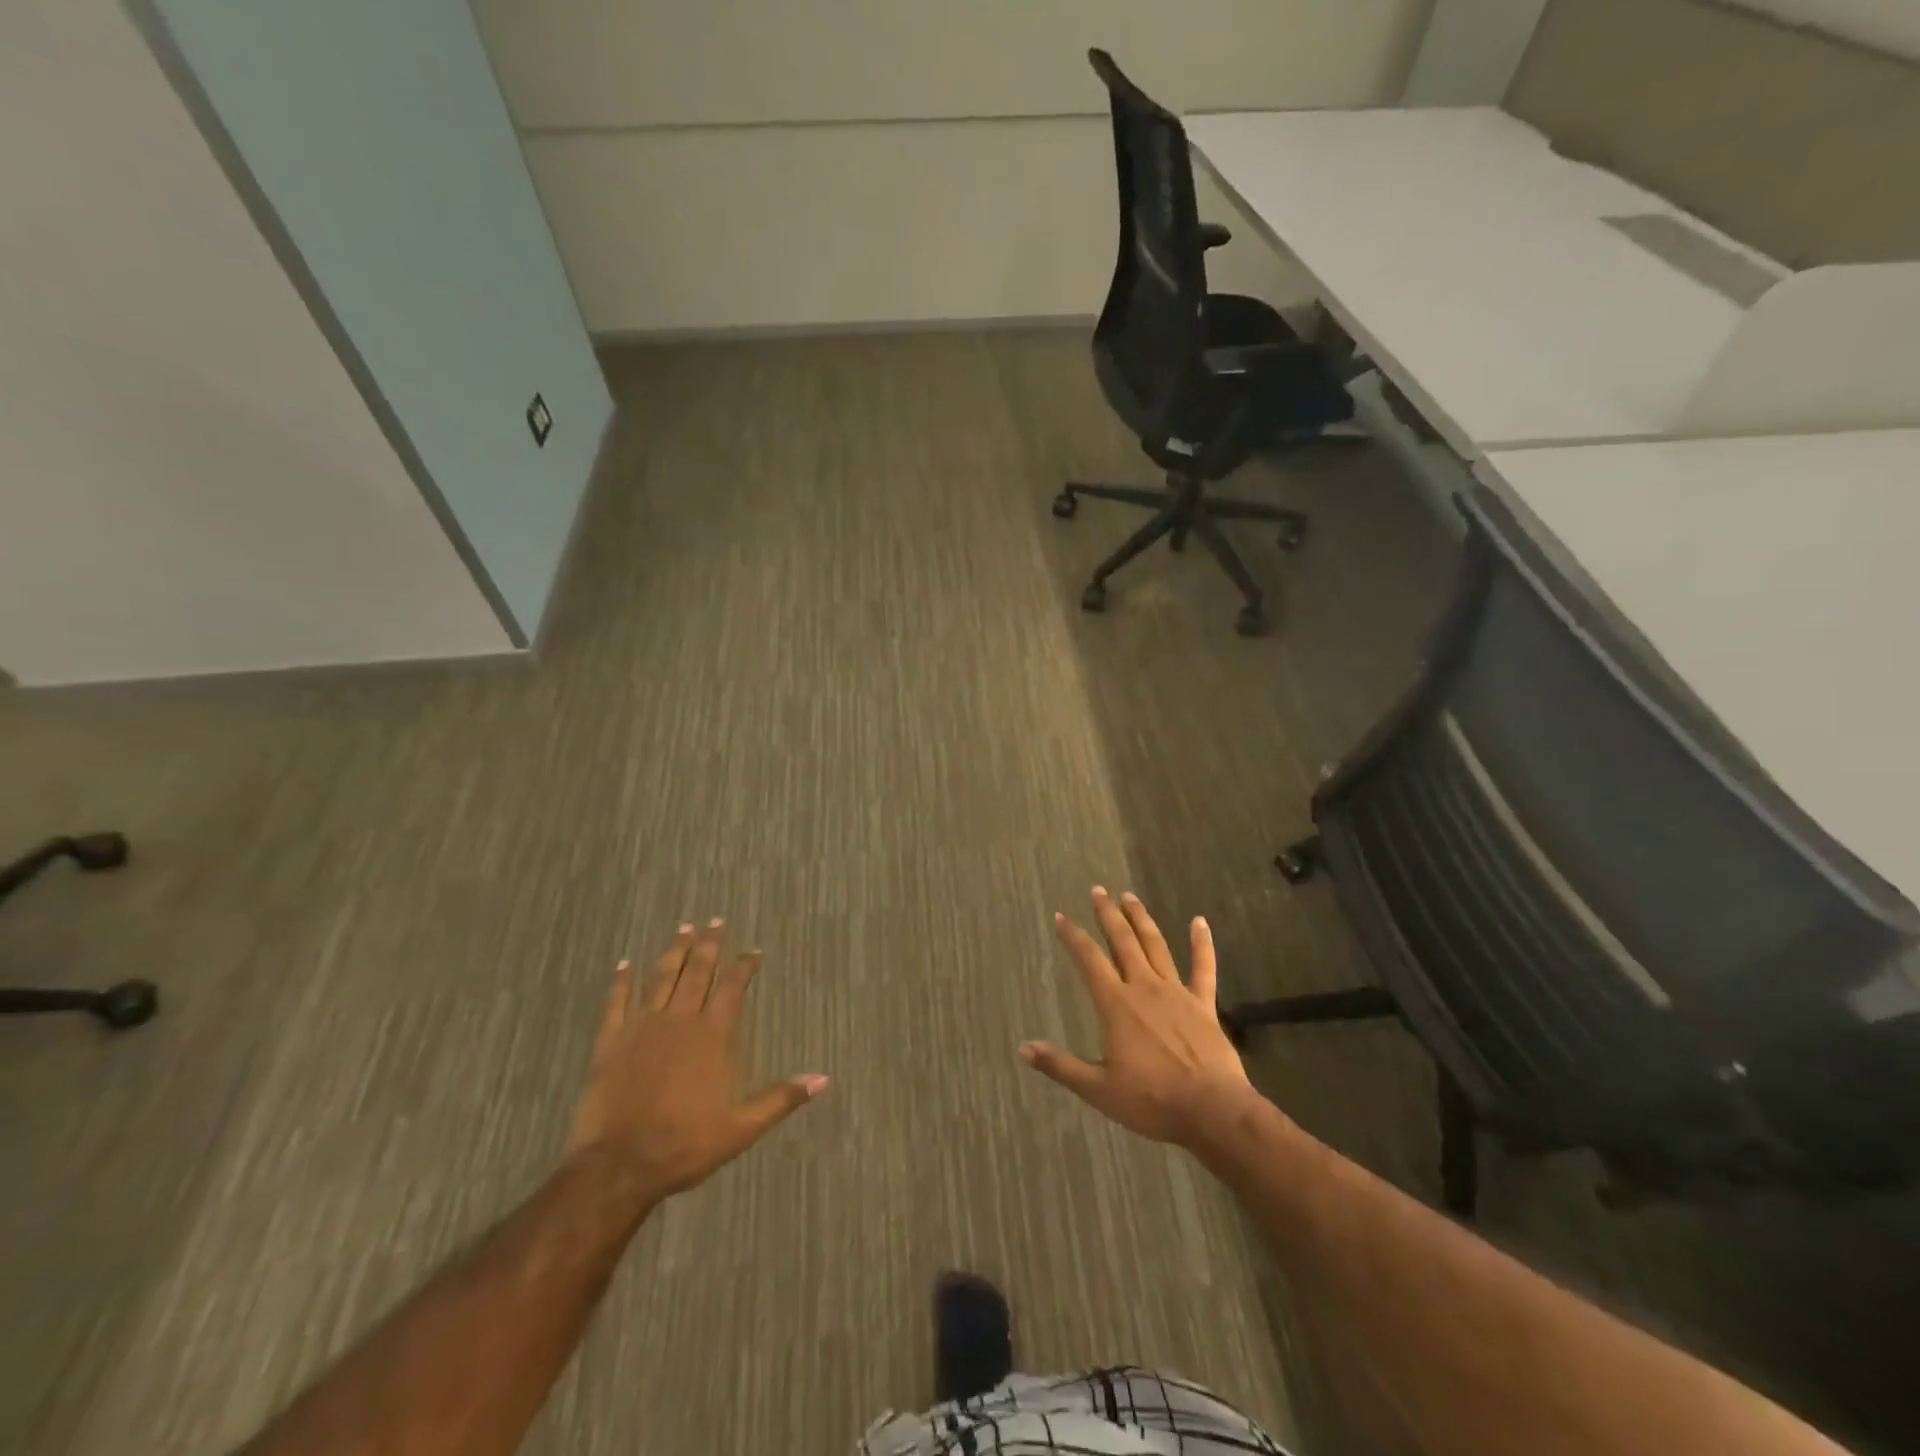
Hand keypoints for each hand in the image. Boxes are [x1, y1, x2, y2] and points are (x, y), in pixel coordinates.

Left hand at [567, 921, 826, 1200]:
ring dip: (674, 952)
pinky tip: (624, 964)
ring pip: (661, 978)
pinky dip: (620, 982)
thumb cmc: (685, 1145)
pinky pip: (616, 1003)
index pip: (732, 988)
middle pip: (697, 972)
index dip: (744, 967)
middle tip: (715, 920)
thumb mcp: (742, 1128)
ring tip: (683, 928)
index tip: (753, 951)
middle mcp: (680, 1020)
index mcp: (712, 1036)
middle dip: (709, 945)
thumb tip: (824, 1079)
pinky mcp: (610, 1042)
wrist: (619, 1166)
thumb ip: (781, 1098)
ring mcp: (642, 1028)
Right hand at [1022, 888, 1254, 1148]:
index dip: (1073, 937)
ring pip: (1156, 946)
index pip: (1089, 961)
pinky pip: (1203, 968)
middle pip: (1123, 942)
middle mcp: (1144, 988)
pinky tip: (1200, 921)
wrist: (1211, 1110)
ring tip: (1129, 896)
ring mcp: (1177, 992)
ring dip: (1141, 919)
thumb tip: (1023, 1048)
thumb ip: (1061, 1066)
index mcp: (1116, 1005)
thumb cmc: (1151, 1100)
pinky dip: (1202, 943)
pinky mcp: (1203, 1004)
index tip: (1061, 916)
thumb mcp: (1098, 1089)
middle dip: (1108, 915)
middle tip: (1098, 891)